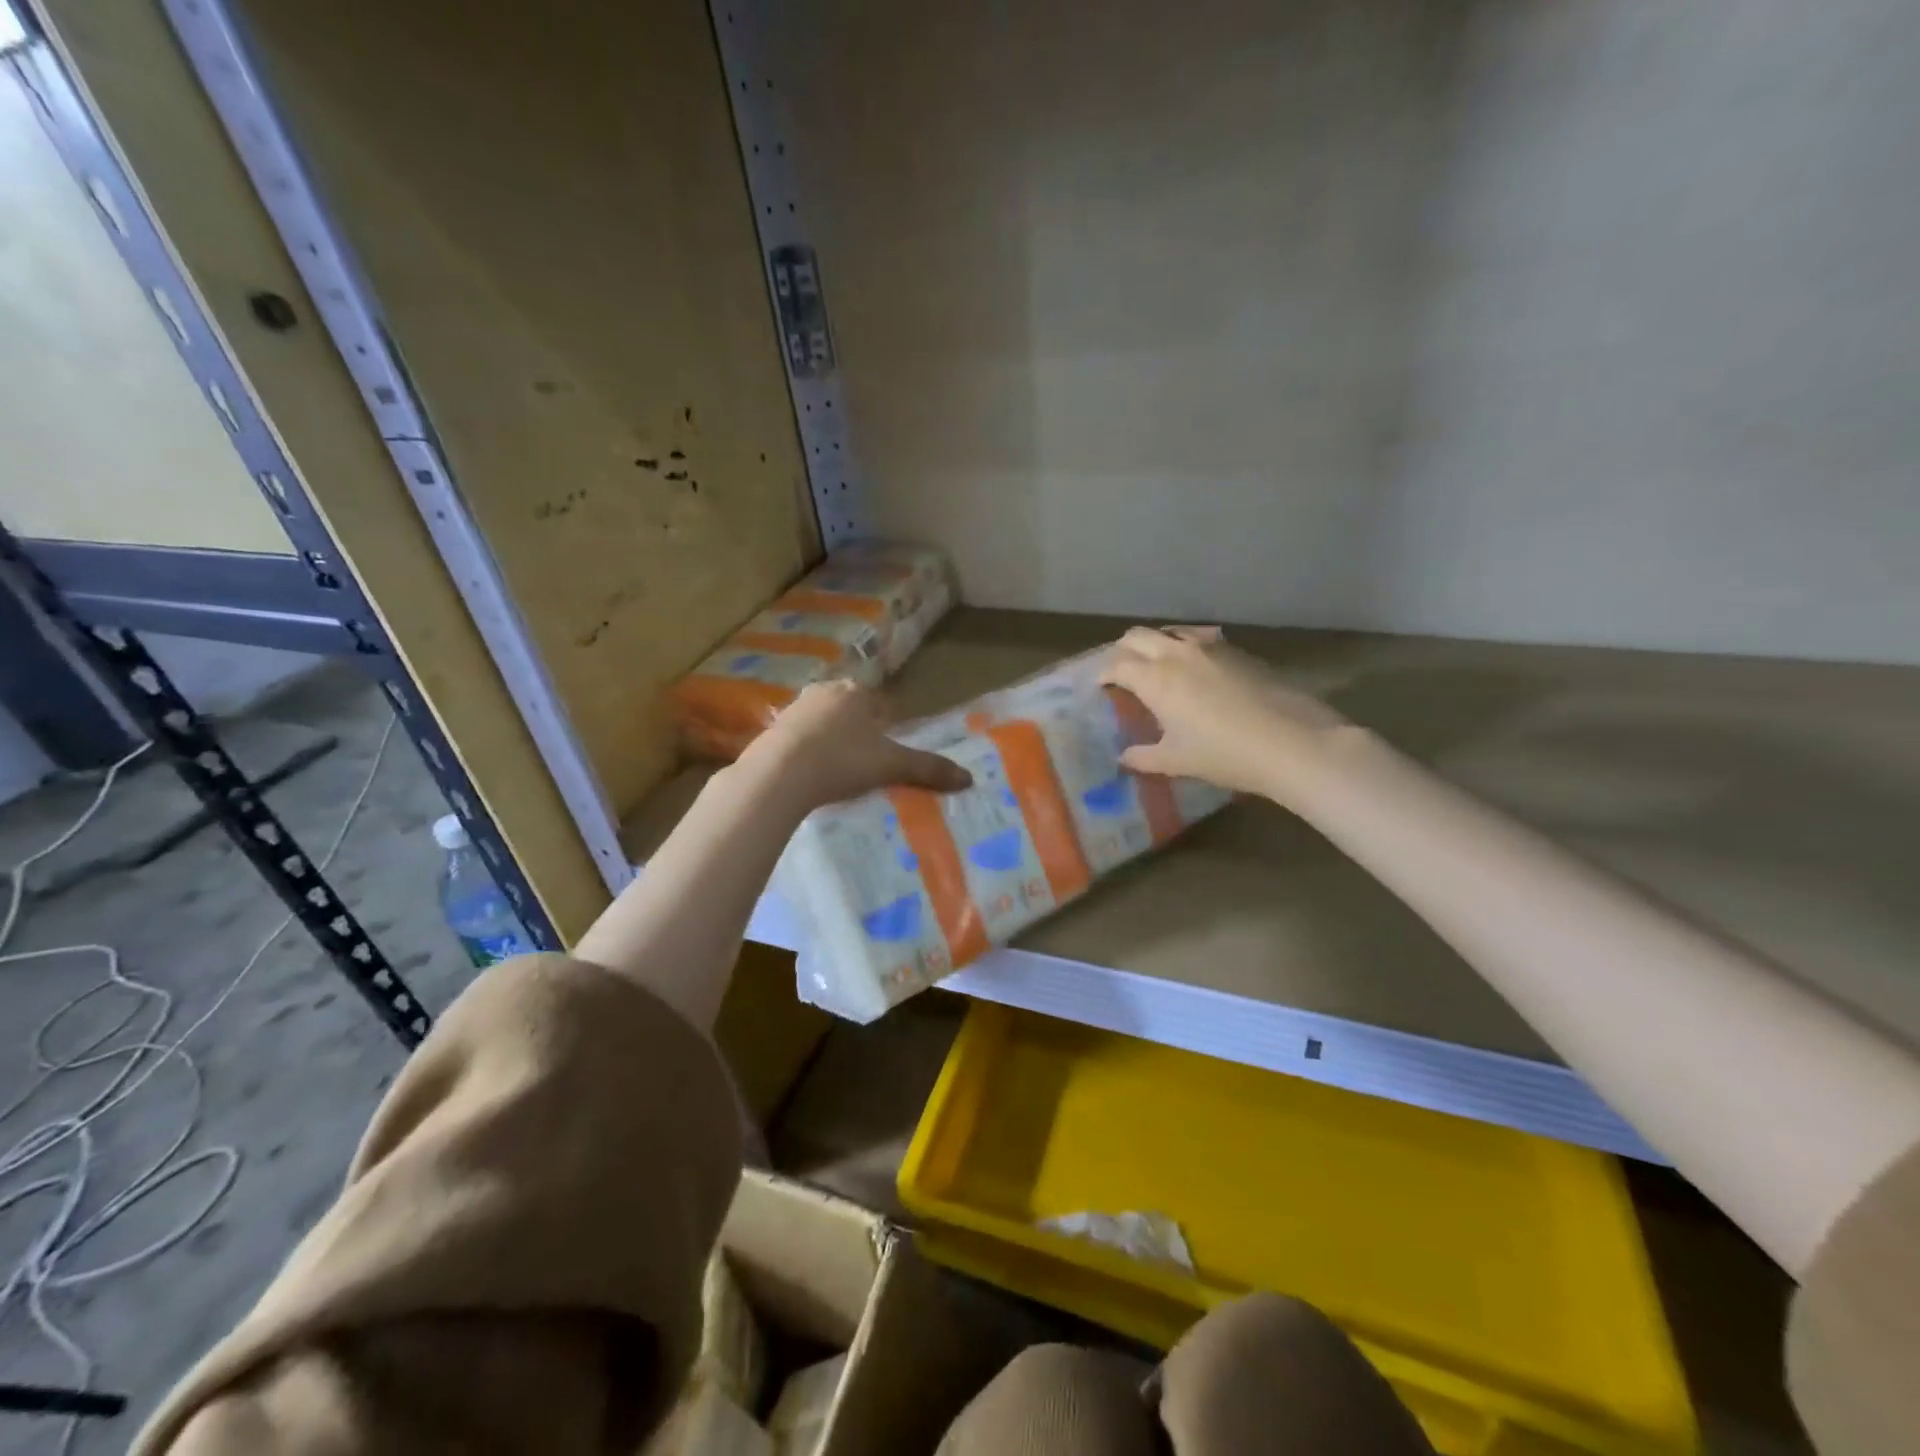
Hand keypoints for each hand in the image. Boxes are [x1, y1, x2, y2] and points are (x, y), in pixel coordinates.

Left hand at [737, 680, 971, 813]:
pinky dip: (807, 751)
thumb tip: (969, 778)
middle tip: (866, 759)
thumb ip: (928, 769)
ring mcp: (794, 708)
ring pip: (822, 720)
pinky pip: (798, 737)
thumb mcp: (891, 765)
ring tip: (839, 768)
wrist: (780, 774)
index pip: (880, 702)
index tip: (889, 747)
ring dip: (831, 738)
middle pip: (849, 708)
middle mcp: (824, 691)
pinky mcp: (772, 729)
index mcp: (856, 692)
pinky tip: (810, 772)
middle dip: (858, 728)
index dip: (887, 723)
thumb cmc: (843, 760)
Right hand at [1098, 626, 1350, 803]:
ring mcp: (1210, 647)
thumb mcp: (1176, 761)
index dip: (1104, 674)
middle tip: (1122, 672)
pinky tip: (1197, 669)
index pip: (1117, 664)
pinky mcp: (1238, 651)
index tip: (1101, 687)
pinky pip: (1200, 638)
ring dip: (1156, 643)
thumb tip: (1124, 758)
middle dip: (1123, 650)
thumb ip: (1143, 757)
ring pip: (1170, 631)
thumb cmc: (1224, 754)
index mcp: (1155, 678)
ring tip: (1157, 665)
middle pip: (1138, 636)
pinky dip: (1186, 647)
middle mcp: (1177, 653)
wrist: (1292, 742)